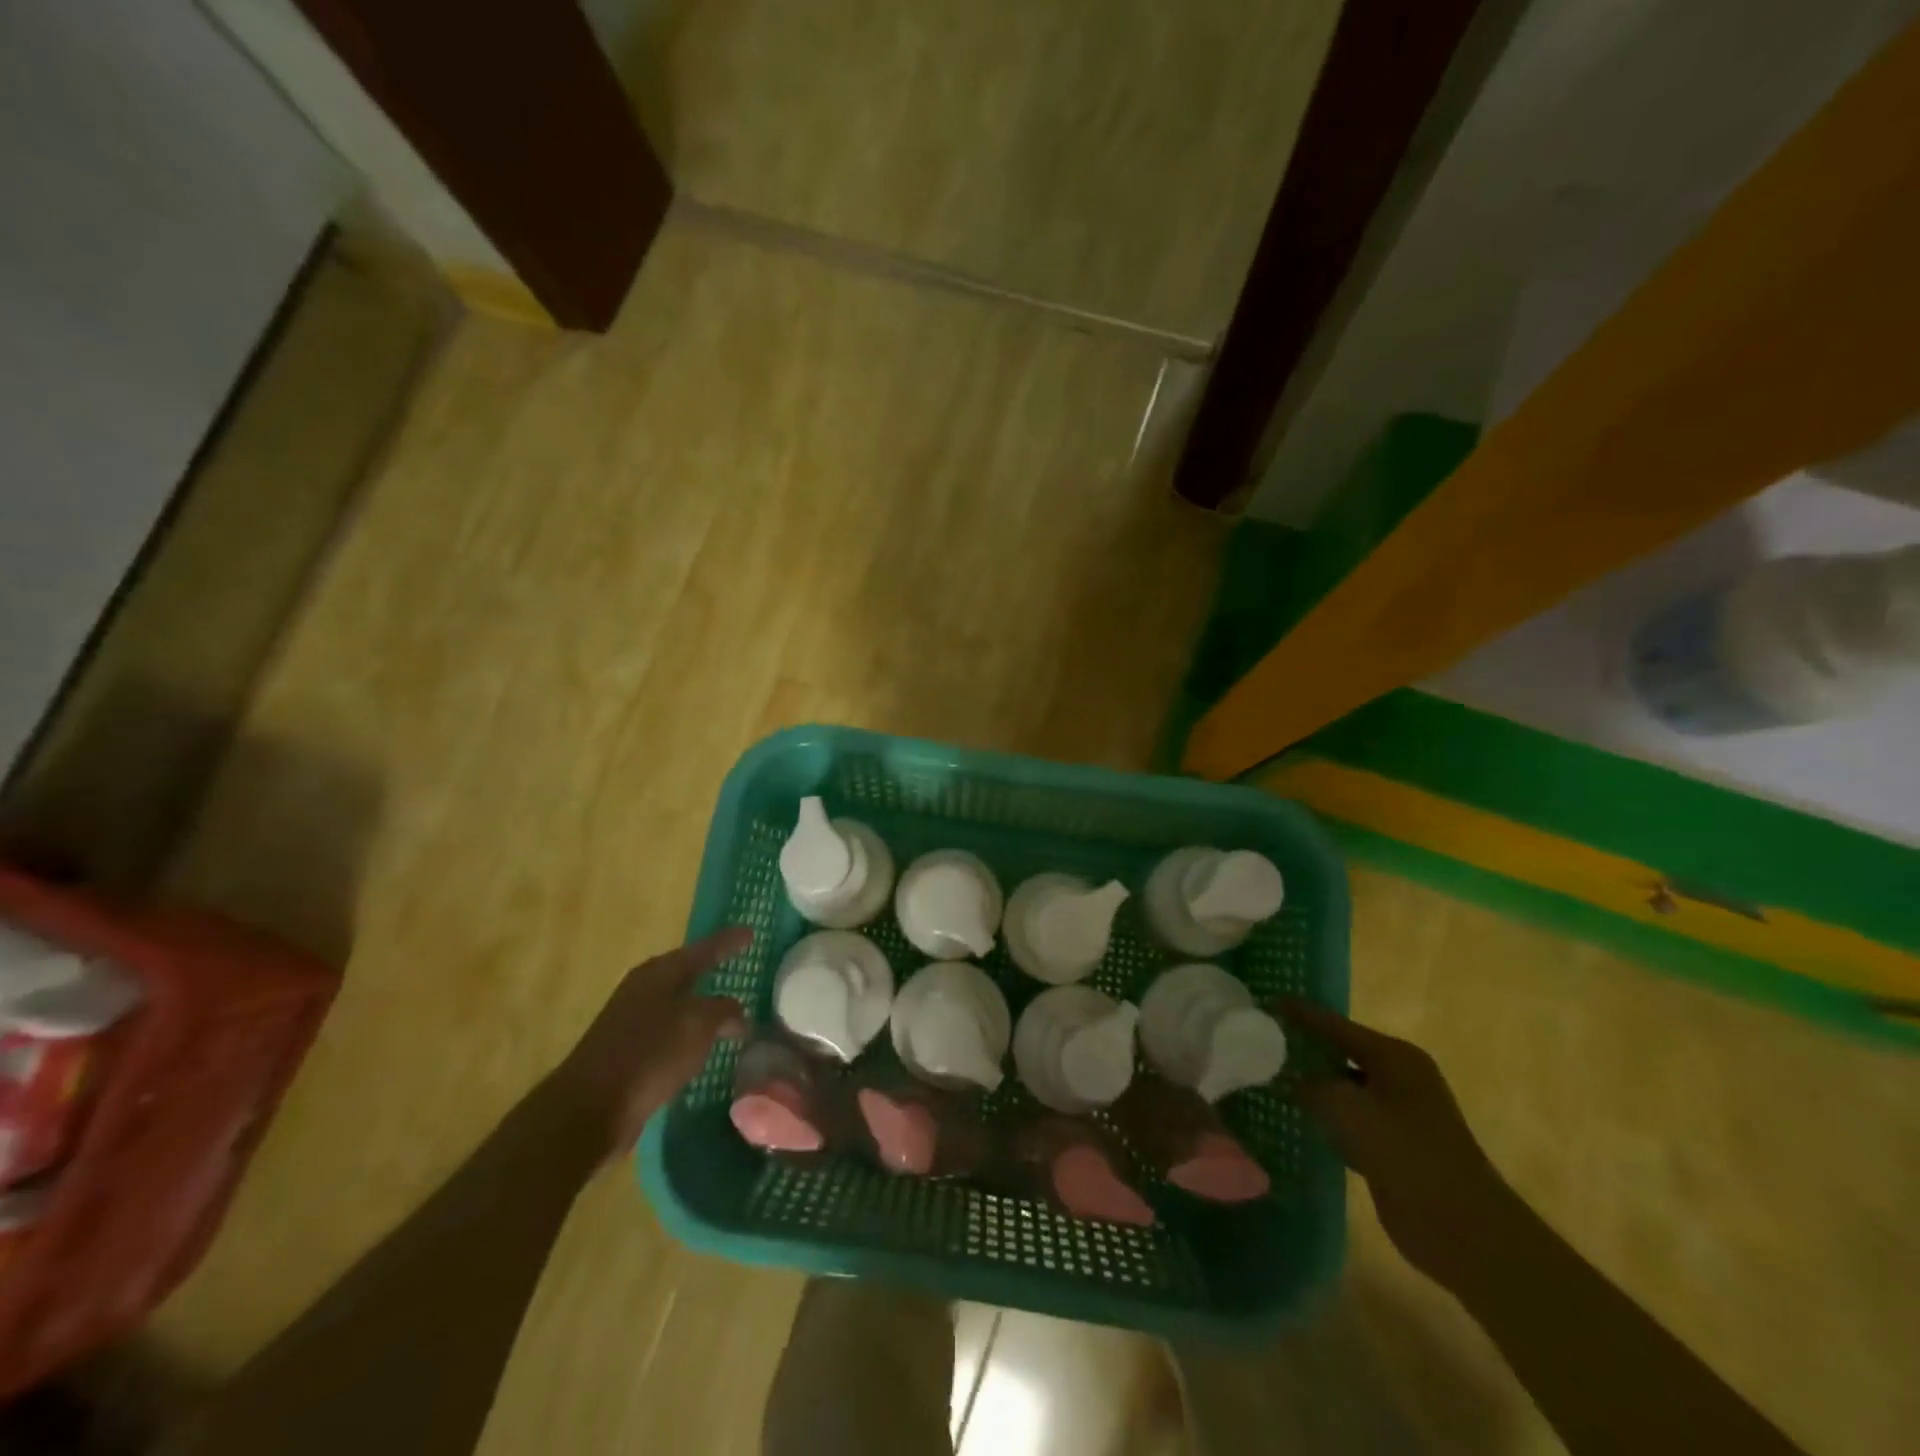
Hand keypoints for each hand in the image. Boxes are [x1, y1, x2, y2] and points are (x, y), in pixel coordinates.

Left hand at [550, 927, 751, 1157]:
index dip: (728, 942)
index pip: (703, 950)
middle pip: (686, 973)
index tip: (751, 933)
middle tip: (740, 966)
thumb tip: (737, 1014)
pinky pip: (670, 1035)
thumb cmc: (649, 1054)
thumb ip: (724, 1010)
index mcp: (659, 974)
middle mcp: (643, 991)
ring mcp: (632, 1023)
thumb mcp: (698, 1024)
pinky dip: (690, 1036)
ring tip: (731, 1011)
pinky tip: (704, 1047)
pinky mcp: (628, 1055)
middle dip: (712, 970)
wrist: (590, 1109)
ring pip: (678, 1006)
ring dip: (702, 1007)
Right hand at [1283, 1000, 1518, 1291]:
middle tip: (1263, 1039)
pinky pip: (1351, 1118)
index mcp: (1395, 1057)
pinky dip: (1328, 1116)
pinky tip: (1300, 1118)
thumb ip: (1312, 1086)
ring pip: (1345, 1086)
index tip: (1267, 1002)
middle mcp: (1399, 1077)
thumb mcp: (1346, 1108)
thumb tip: (1293, 1080)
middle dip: (1305, 1046)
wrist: (1462, 1229)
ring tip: (1272, 1075)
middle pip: (1341, 1051)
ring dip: (1314, 1084)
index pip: (1336, 1025)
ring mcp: (1400, 1113)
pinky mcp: (1394, 1145)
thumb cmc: (1405, 1153)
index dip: (1301, 1013)